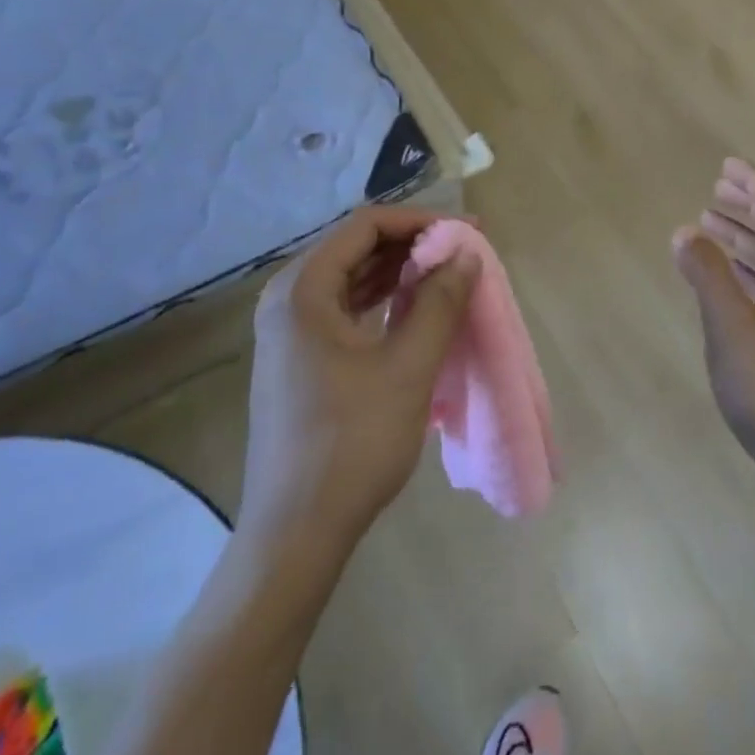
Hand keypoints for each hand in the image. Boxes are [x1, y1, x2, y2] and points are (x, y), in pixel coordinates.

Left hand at [240, 207, 479, 555]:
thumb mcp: (408, 366)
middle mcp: (287, 299)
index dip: (420, 221)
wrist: (296, 533)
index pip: (366, 226)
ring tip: (449, 275)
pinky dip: (383, 300)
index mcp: (302, 290)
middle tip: (464, 253)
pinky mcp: (298, 359)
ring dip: (400, 272)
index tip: (466, 232)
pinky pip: (345, 309)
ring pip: (352, 278)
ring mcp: (289, 331)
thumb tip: (466, 253)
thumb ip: (440, 301)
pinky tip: (415, 308)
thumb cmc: (353, 442)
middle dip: (413, 244)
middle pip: (356, 248)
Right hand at [672, 159, 754, 490]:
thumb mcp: (732, 327)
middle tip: (716, 189)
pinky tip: (725, 273)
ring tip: (710, 224)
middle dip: (749, 206)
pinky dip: (749, 270)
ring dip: (746, 238)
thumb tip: (685, 231)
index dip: (754, 182)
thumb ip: (708, 274)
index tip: (726, 165)